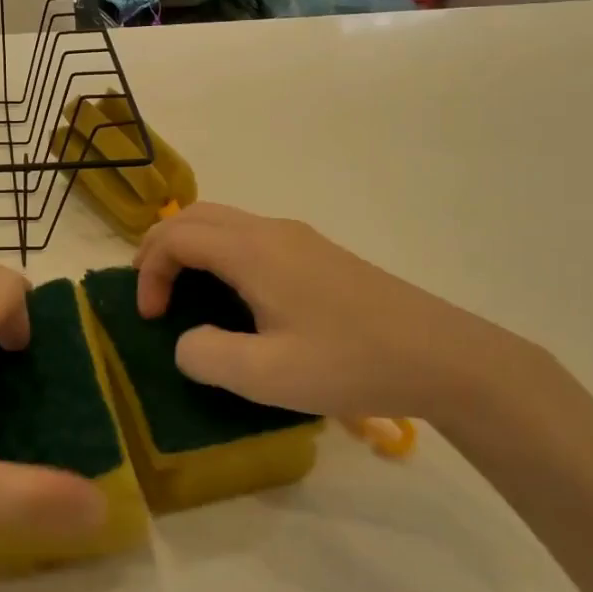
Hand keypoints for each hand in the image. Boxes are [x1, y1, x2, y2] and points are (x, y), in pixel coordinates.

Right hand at [136, 203, 545, 424]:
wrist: (443, 356)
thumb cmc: (350, 363)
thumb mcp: (267, 376)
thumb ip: (207, 356)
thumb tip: (186, 341)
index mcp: (253, 251)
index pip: (177, 237)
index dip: (150, 271)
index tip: (151, 319)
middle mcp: (271, 231)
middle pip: (196, 215)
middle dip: (161, 246)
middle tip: (150, 291)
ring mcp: (299, 239)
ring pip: (224, 222)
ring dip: (191, 248)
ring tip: (182, 291)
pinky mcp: (318, 254)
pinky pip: (249, 237)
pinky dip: (220, 254)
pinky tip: (233, 296)